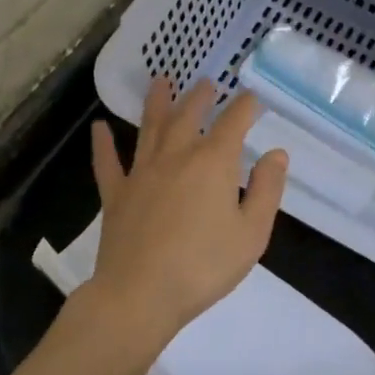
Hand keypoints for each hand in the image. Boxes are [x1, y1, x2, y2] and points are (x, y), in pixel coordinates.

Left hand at [83, 77, 288, 352]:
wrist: (141, 294)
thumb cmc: (204, 266)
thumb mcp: (252, 233)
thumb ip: (266, 190)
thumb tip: (276, 154)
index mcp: (213, 162)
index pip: (234, 122)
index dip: (245, 106)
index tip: (252, 98)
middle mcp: (176, 156)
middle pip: (189, 115)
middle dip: (201, 96)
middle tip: (207, 83)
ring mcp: (141, 172)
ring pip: (150, 127)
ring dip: (157, 102)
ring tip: (161, 80)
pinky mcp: (116, 194)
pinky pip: (107, 162)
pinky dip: (103, 143)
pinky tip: (98, 127)